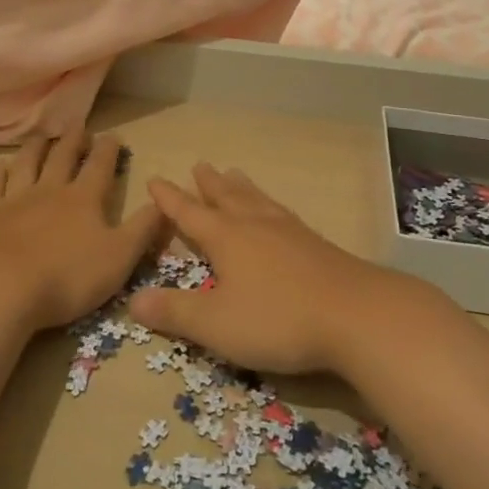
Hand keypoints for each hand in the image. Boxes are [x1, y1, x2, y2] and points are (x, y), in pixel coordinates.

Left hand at [0, 132, 162, 332]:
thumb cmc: (67, 276)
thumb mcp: (120, 257)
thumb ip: (143, 229)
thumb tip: (164, 202)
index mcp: (84, 199)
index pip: (100, 167)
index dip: (109, 150)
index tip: (113, 135)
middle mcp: (50, 191)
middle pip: (63, 158)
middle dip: (74, 141)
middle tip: (79, 126)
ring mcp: (14, 201)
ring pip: (27, 164)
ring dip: (37, 148)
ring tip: (42, 136)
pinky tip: (0, 167)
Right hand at [129, 164, 406, 374]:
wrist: (355, 314)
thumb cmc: (278, 318)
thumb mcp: (216, 324)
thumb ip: (175, 312)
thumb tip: (132, 299)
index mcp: (227, 238)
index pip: (189, 214)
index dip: (169, 199)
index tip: (154, 179)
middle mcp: (256, 225)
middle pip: (227, 198)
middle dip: (208, 184)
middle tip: (199, 165)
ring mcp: (289, 231)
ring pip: (257, 200)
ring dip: (241, 187)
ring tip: (234, 173)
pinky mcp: (315, 244)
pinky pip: (282, 213)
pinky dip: (269, 204)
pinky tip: (277, 212)